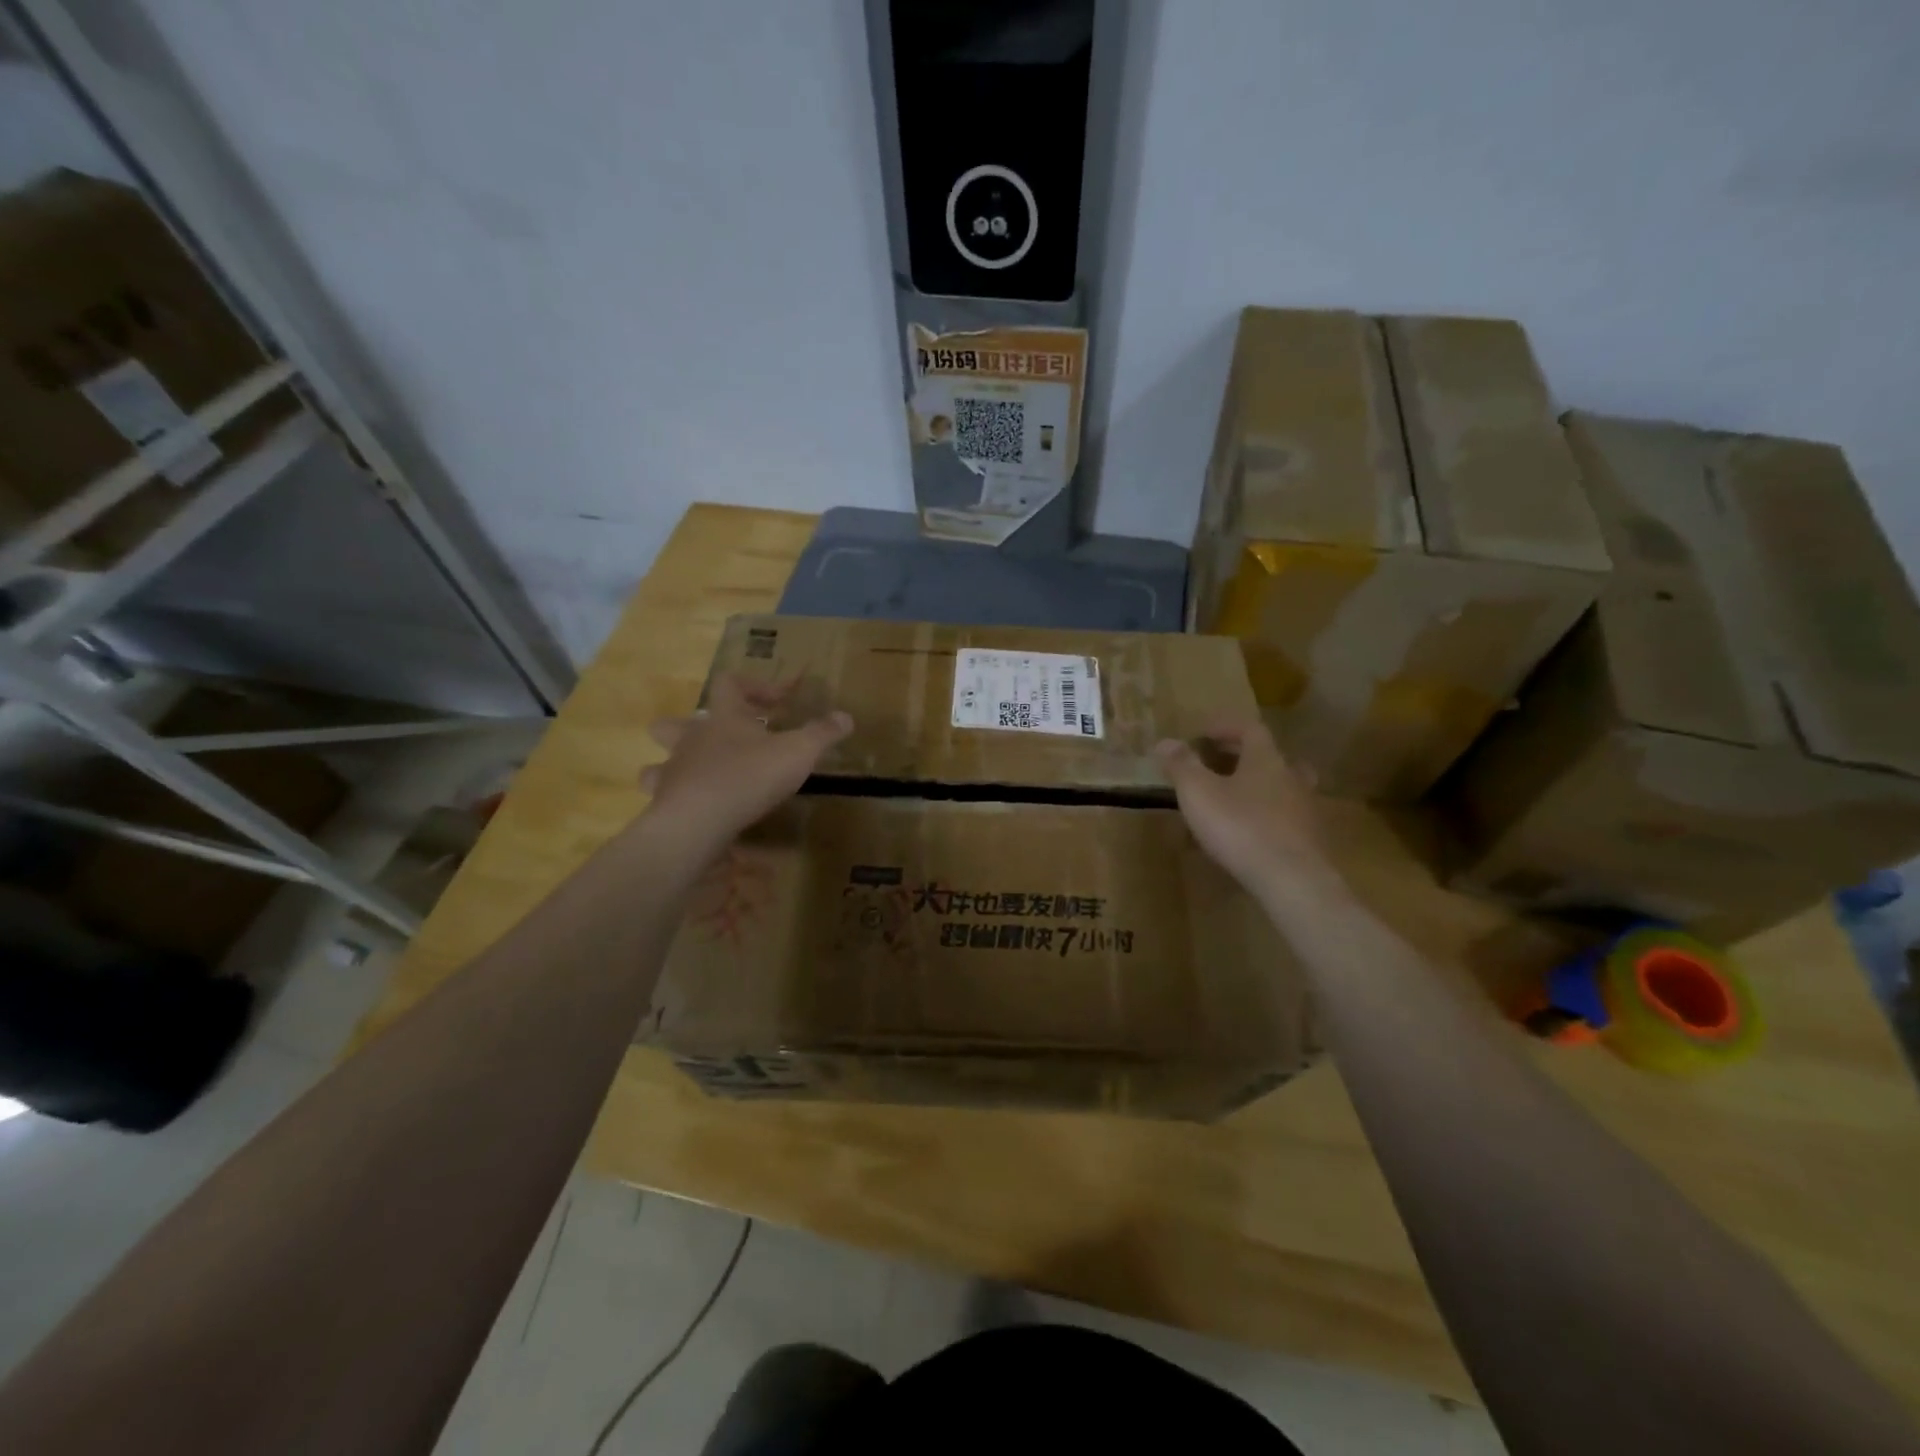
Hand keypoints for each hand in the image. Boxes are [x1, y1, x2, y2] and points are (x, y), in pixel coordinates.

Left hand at [640, 675, 852, 858]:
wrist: (698, 822)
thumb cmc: (749, 776)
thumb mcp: (798, 752)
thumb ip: (822, 734)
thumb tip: (847, 716)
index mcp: (723, 718)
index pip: (730, 683)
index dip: (755, 686)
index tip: (779, 701)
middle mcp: (691, 739)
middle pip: (675, 722)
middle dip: (691, 726)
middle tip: (719, 740)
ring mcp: (673, 772)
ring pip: (657, 762)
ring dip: (673, 765)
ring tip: (698, 777)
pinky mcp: (664, 806)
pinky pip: (664, 798)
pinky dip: (677, 802)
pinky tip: (696, 812)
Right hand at [1154, 720, 1340, 904]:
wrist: (1292, 880)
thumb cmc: (1240, 827)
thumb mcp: (1199, 792)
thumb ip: (1182, 765)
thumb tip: (1165, 741)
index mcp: (1266, 759)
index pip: (1249, 728)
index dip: (1224, 727)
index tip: (1201, 735)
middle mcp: (1290, 777)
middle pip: (1268, 757)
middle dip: (1240, 757)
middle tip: (1214, 765)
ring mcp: (1304, 810)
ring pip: (1278, 788)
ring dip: (1254, 788)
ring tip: (1229, 800)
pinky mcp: (1308, 841)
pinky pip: (1281, 819)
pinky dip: (1262, 818)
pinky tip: (1244, 835)